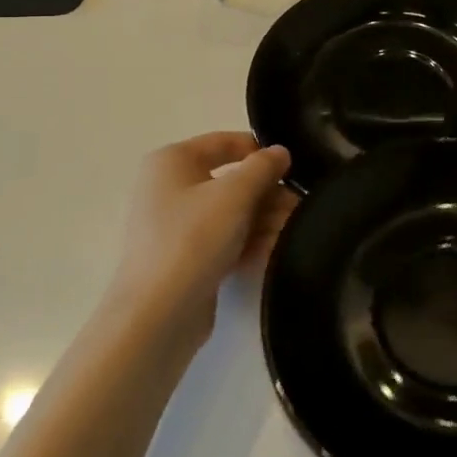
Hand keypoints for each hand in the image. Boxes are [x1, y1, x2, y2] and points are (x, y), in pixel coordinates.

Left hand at [114, 133, 294, 345]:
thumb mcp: (235, 194)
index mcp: (172, 161)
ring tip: (295, 230)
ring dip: (264, 219)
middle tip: (300, 207)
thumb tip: (280, 152)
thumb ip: (263, 167)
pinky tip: (277, 250)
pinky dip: (249, 241)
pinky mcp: (185, 259)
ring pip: (230, 213)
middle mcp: (169, 188)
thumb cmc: (192, 239)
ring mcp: (176, 226)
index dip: (260, 151)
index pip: (224, 142)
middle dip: (267, 193)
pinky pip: (224, 240)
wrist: (156, 314)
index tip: (291, 170)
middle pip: (230, 180)